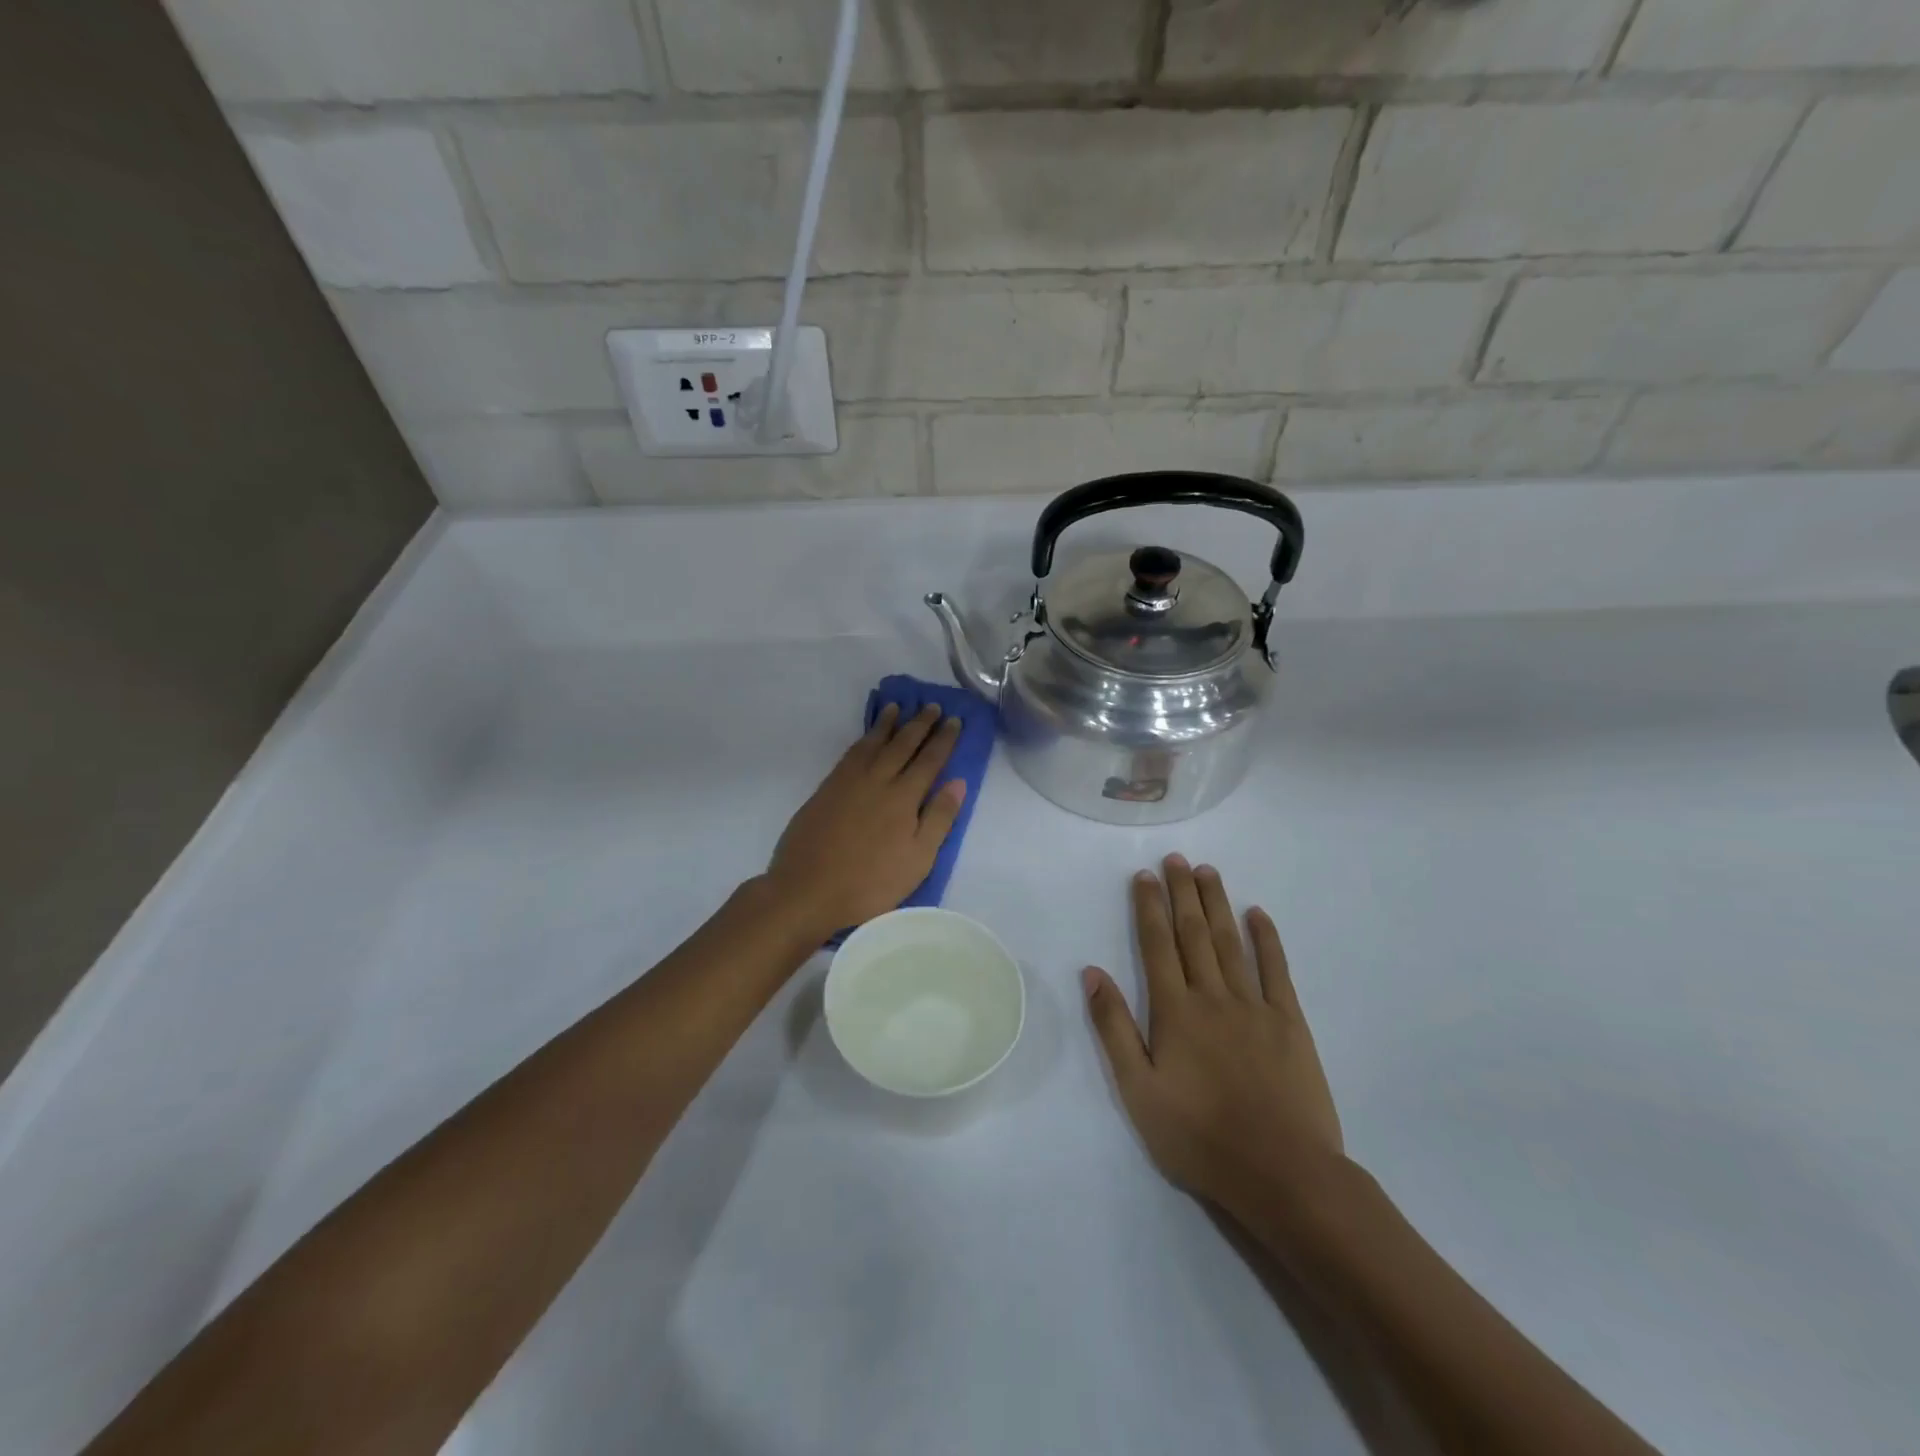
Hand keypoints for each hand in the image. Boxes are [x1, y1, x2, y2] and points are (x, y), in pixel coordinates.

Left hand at [765, 704, 966, 936]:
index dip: (944, 739)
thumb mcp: (918, 860)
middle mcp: (878, 780)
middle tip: (933, 706)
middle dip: (920, 724)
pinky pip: (851, 753)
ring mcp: (848, 781)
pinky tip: (867, 737)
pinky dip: (863, 739)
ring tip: (898, 708)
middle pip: (902, 744)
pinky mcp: (827, 789)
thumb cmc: (870, 883)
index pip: (930, 760)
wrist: (808, 889)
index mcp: (904, 797)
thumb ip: (939, 818)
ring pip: (873, 743)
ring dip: (888, 723)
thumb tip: (958, 782)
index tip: (955, 720)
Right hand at [1084, 855, 1344, 1218]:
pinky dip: (1266, 939)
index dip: (1148, 907)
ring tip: (1207, 871)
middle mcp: (1212, 996)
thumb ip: (1114, 1028)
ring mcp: (1254, 1006)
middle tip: (1176, 858)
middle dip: (1182, 893)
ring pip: (1231, 942)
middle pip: (1193, 933)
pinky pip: (1276, 970)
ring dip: (1217, 903)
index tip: (1144, 876)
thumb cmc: (1199, 1136)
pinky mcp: (1290, 1023)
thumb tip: (1091, 973)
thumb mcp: (1138, 1091)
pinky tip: (1258, 914)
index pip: (1157, 945)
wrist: (1282, 1173)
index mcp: (1174, 1011)